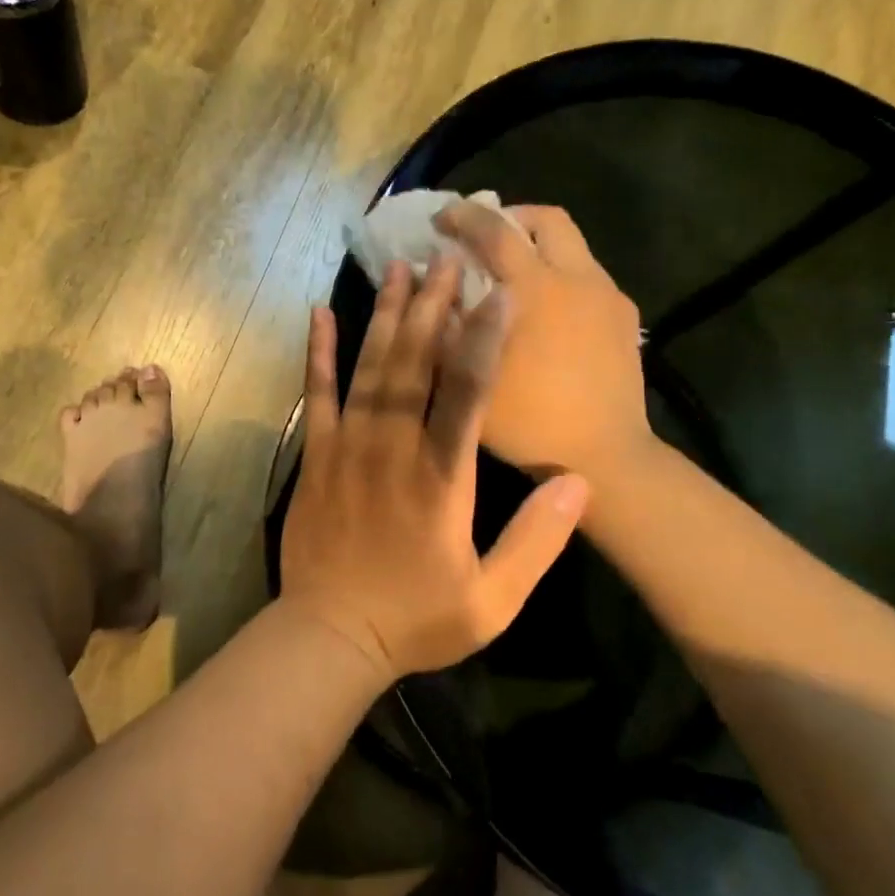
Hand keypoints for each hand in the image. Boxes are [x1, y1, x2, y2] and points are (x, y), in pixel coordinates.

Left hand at [279, 258, 588, 680]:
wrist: (330, 637)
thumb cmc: (415, 620)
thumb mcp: (493, 600)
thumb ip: (537, 540)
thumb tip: (578, 480)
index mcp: (442, 479)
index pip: (468, 393)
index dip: (485, 338)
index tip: (499, 293)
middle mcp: (393, 448)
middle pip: (415, 363)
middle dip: (434, 307)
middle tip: (449, 258)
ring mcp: (348, 447)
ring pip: (370, 367)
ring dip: (387, 315)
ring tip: (401, 268)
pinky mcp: (316, 455)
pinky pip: (317, 393)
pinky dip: (319, 351)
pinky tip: (321, 313)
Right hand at [435, 201, 649, 480]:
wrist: (604, 455)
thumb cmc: (529, 420)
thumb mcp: (471, 375)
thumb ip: (448, 324)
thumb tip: (435, 285)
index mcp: (535, 288)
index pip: (494, 229)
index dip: (462, 215)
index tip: (440, 219)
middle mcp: (576, 278)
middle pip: (547, 219)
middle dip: (512, 218)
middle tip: (486, 240)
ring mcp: (607, 297)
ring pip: (574, 247)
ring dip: (540, 248)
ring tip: (516, 278)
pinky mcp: (625, 319)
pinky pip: (589, 279)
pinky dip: (562, 278)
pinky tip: (550, 316)